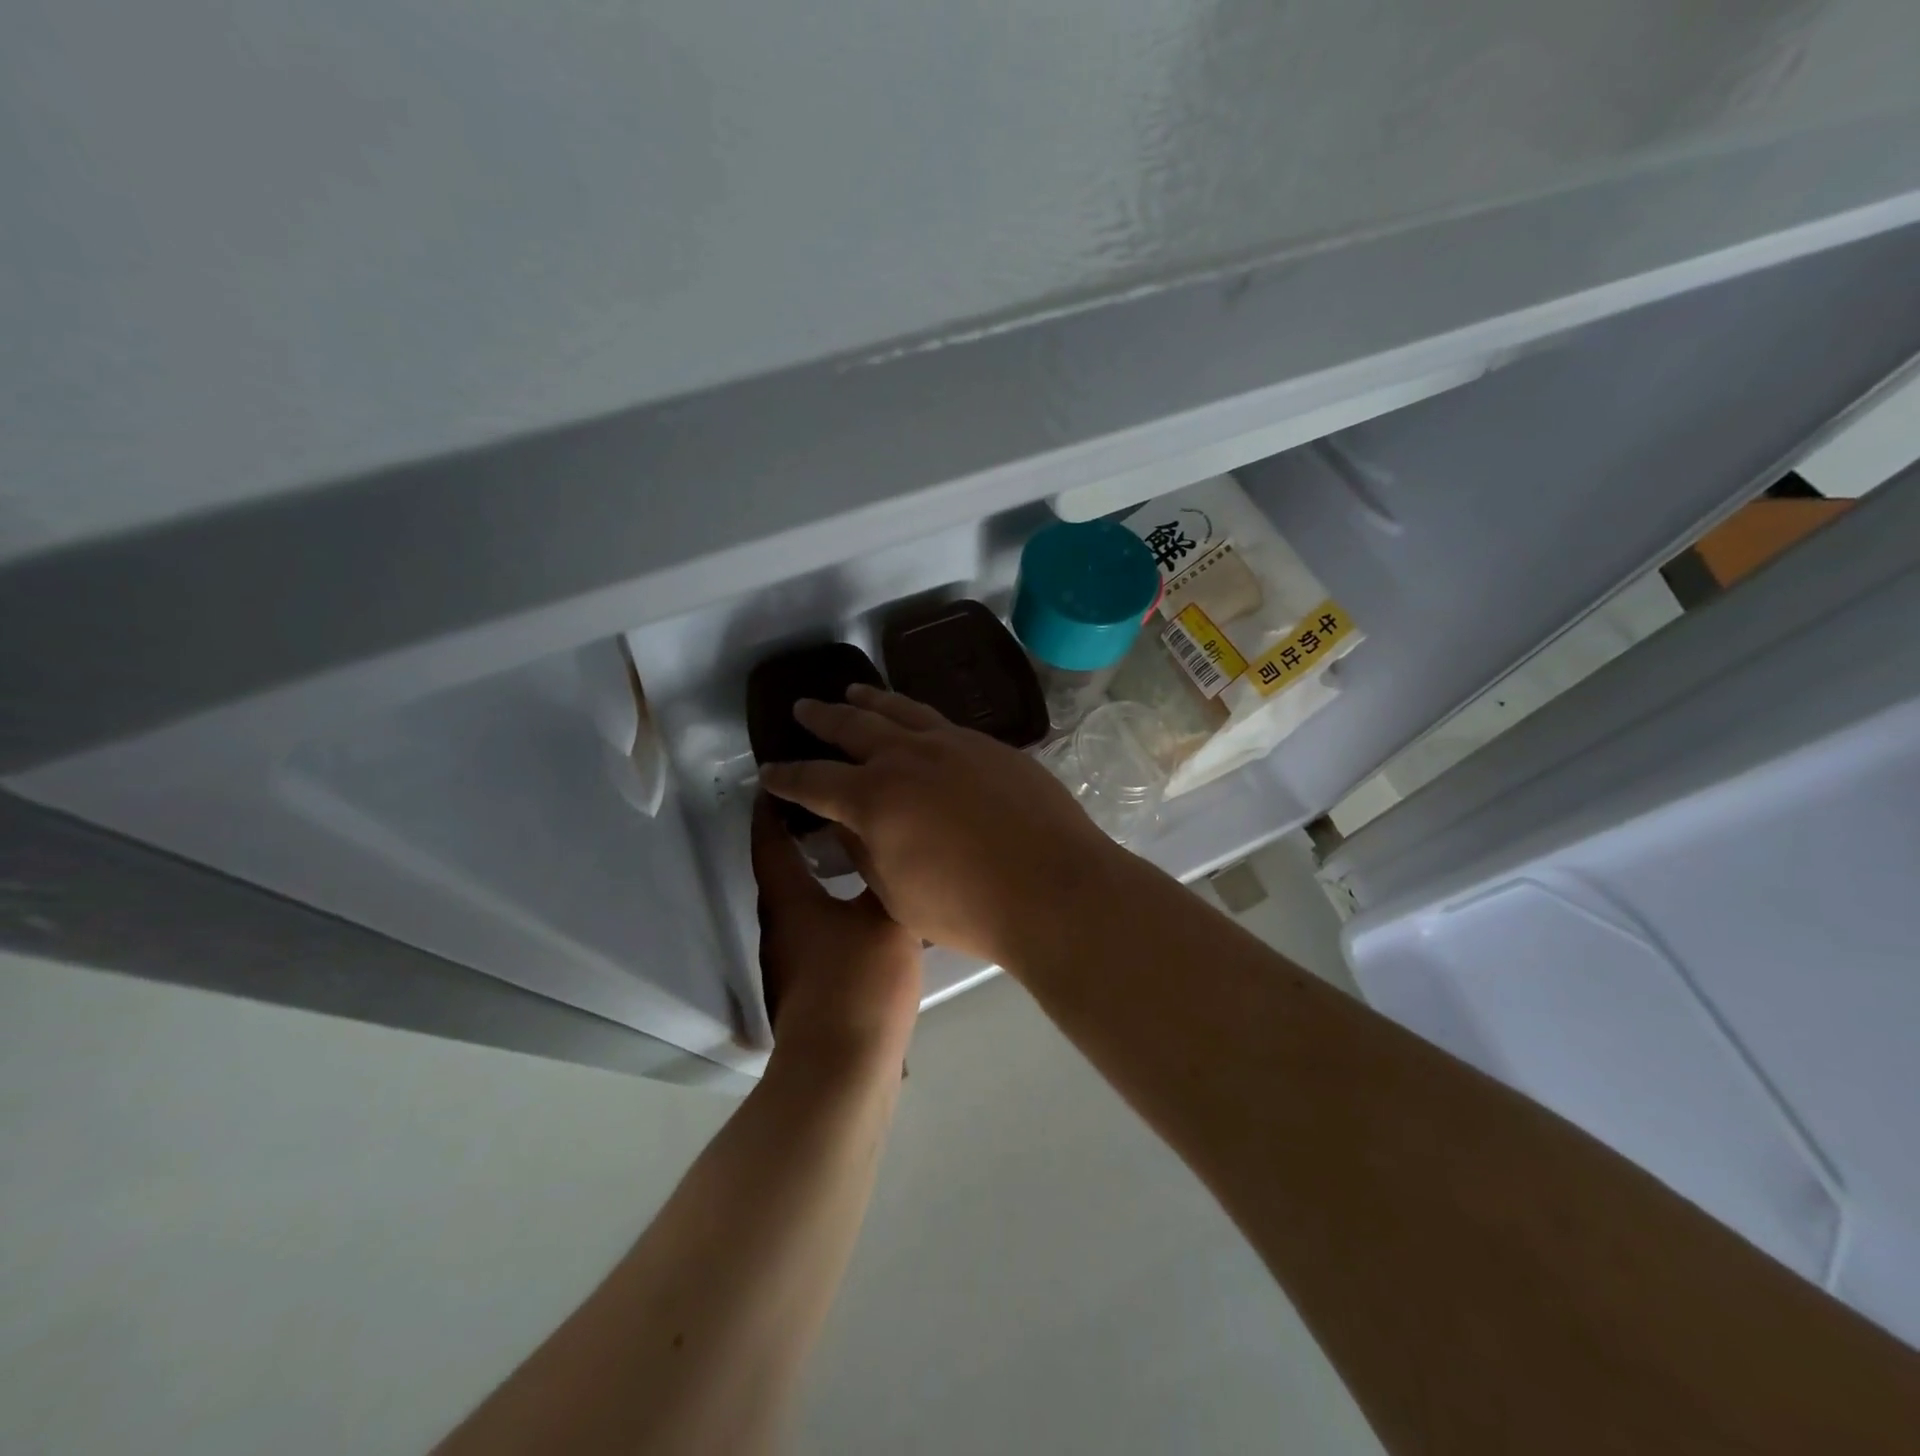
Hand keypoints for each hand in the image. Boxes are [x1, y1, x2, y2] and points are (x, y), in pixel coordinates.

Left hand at [752, 794, 921, 1066]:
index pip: (769, 838)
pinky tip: (867, 907)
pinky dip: (833, 905)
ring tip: (858, 850)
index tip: (782, 778)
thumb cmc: (858, 982)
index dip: (771, 806)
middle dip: (801, 834)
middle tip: (839, 806)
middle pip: (782, 868)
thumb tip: (886, 843)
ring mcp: (791, 959)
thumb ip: (885, 877)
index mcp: (787, 899)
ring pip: (801, 900)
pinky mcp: (808, 984)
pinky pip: (817, 927)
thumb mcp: (884, 918)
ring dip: (820, 872)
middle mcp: (779, 924)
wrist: (842, 1070)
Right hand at [759, 685, 1124, 966]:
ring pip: (901, 710)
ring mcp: (954, 744)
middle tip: (803, 708)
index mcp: (874, 797)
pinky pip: (942, 722)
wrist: (1053, 889)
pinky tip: (919, 723)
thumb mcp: (896, 893)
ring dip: (871, 700)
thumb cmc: (967, 908)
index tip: (768, 771)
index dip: (786, 777)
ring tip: (855, 692)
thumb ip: (864, 850)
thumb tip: (847, 824)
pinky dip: (918, 717)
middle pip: (853, 726)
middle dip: (822, 718)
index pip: (814, 780)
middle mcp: (908, 757)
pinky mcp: (991, 746)